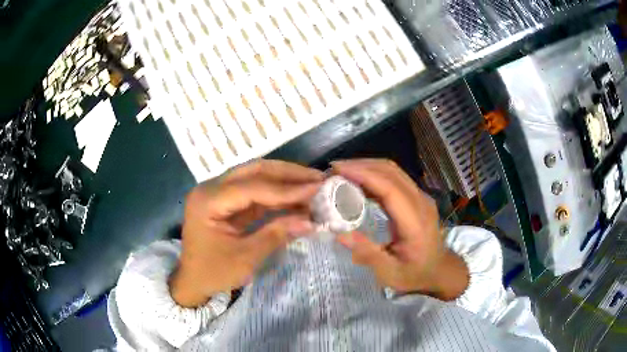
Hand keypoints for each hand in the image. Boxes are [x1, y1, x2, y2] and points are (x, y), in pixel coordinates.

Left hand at [170, 160, 323, 307]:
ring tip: (312, 184)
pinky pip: (254, 192)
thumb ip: (276, 234)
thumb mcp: (246, 258)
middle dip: (287, 174)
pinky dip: (276, 195)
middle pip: (253, 171)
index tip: (317, 188)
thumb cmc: (213, 273)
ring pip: (255, 177)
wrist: (193, 282)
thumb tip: (311, 221)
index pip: (252, 187)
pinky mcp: (226, 201)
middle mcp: (211, 188)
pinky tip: (296, 198)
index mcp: (208, 201)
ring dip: (284, 181)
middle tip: (317, 178)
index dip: (286, 189)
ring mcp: (218, 193)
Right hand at [332, 159, 468, 300]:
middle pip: (391, 172)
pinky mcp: (417, 197)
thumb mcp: (390, 273)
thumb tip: (340, 234)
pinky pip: (395, 178)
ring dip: (367, 167)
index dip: (364, 175)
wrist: (440, 270)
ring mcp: (420, 197)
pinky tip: (359, 180)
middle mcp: (420, 203)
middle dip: (361, 166)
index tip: (339, 170)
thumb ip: (367, 253)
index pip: (390, 189)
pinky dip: (375, 174)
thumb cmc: (416, 274)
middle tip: (334, 170)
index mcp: (415, 222)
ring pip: (393, 171)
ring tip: (342, 172)